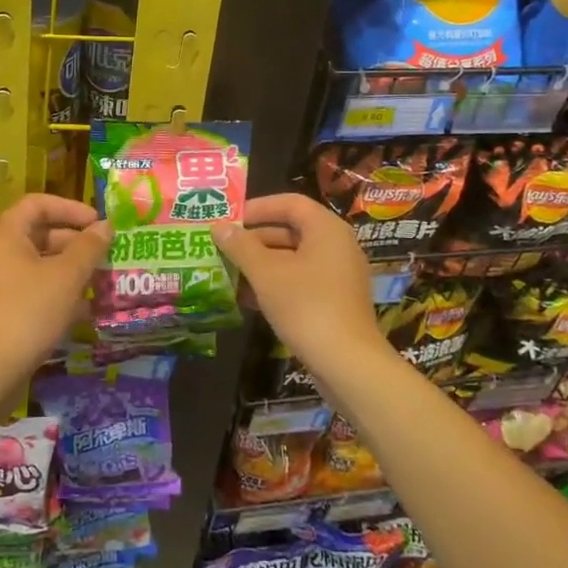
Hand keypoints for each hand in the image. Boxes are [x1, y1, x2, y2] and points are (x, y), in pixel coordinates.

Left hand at [0, 193, 110, 386]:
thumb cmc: (28, 312)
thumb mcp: (67, 276)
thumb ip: (89, 247)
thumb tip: (105, 226)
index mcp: (6, 234)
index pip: (38, 204)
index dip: (70, 208)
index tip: (97, 223)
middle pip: (39, 233)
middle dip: (75, 242)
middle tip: (104, 255)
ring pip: (38, 264)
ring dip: (70, 270)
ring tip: (100, 283)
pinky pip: (32, 289)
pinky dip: (57, 293)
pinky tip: (83, 311)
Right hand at [210, 193, 383, 372]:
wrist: (348, 364)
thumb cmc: (306, 306)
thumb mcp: (266, 273)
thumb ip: (241, 246)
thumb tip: (219, 226)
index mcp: (326, 228)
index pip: (289, 203)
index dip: (258, 207)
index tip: (230, 220)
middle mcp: (337, 245)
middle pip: (290, 230)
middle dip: (254, 240)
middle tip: (223, 248)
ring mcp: (339, 275)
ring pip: (293, 259)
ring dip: (261, 265)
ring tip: (229, 274)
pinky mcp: (336, 301)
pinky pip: (301, 281)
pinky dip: (276, 284)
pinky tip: (248, 300)